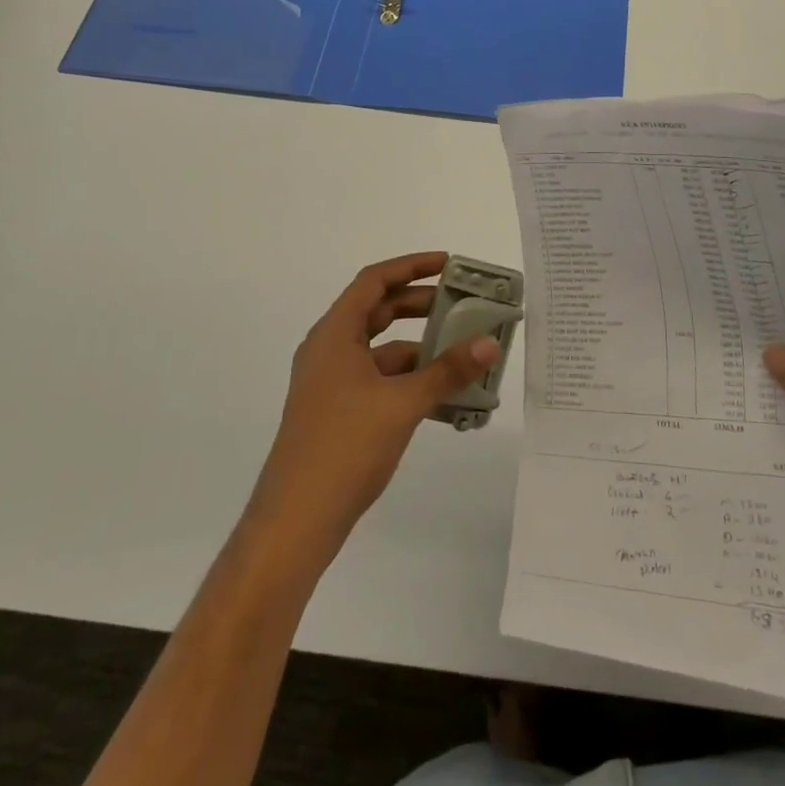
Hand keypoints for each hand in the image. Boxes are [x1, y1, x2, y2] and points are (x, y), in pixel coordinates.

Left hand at [246, 253, 500, 561]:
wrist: (295, 521)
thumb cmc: (345, 447)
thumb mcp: (403, 403)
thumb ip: (448, 370)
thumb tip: (489, 343)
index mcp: (335, 334)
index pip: (373, 281)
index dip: (410, 266)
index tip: (448, 264)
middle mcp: (329, 350)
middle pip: (377, 311)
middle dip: (420, 305)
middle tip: (461, 304)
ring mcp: (330, 383)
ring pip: (380, 350)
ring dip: (419, 348)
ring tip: (461, 352)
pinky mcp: (337, 412)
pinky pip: (378, 380)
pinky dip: (408, 380)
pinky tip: (442, 397)